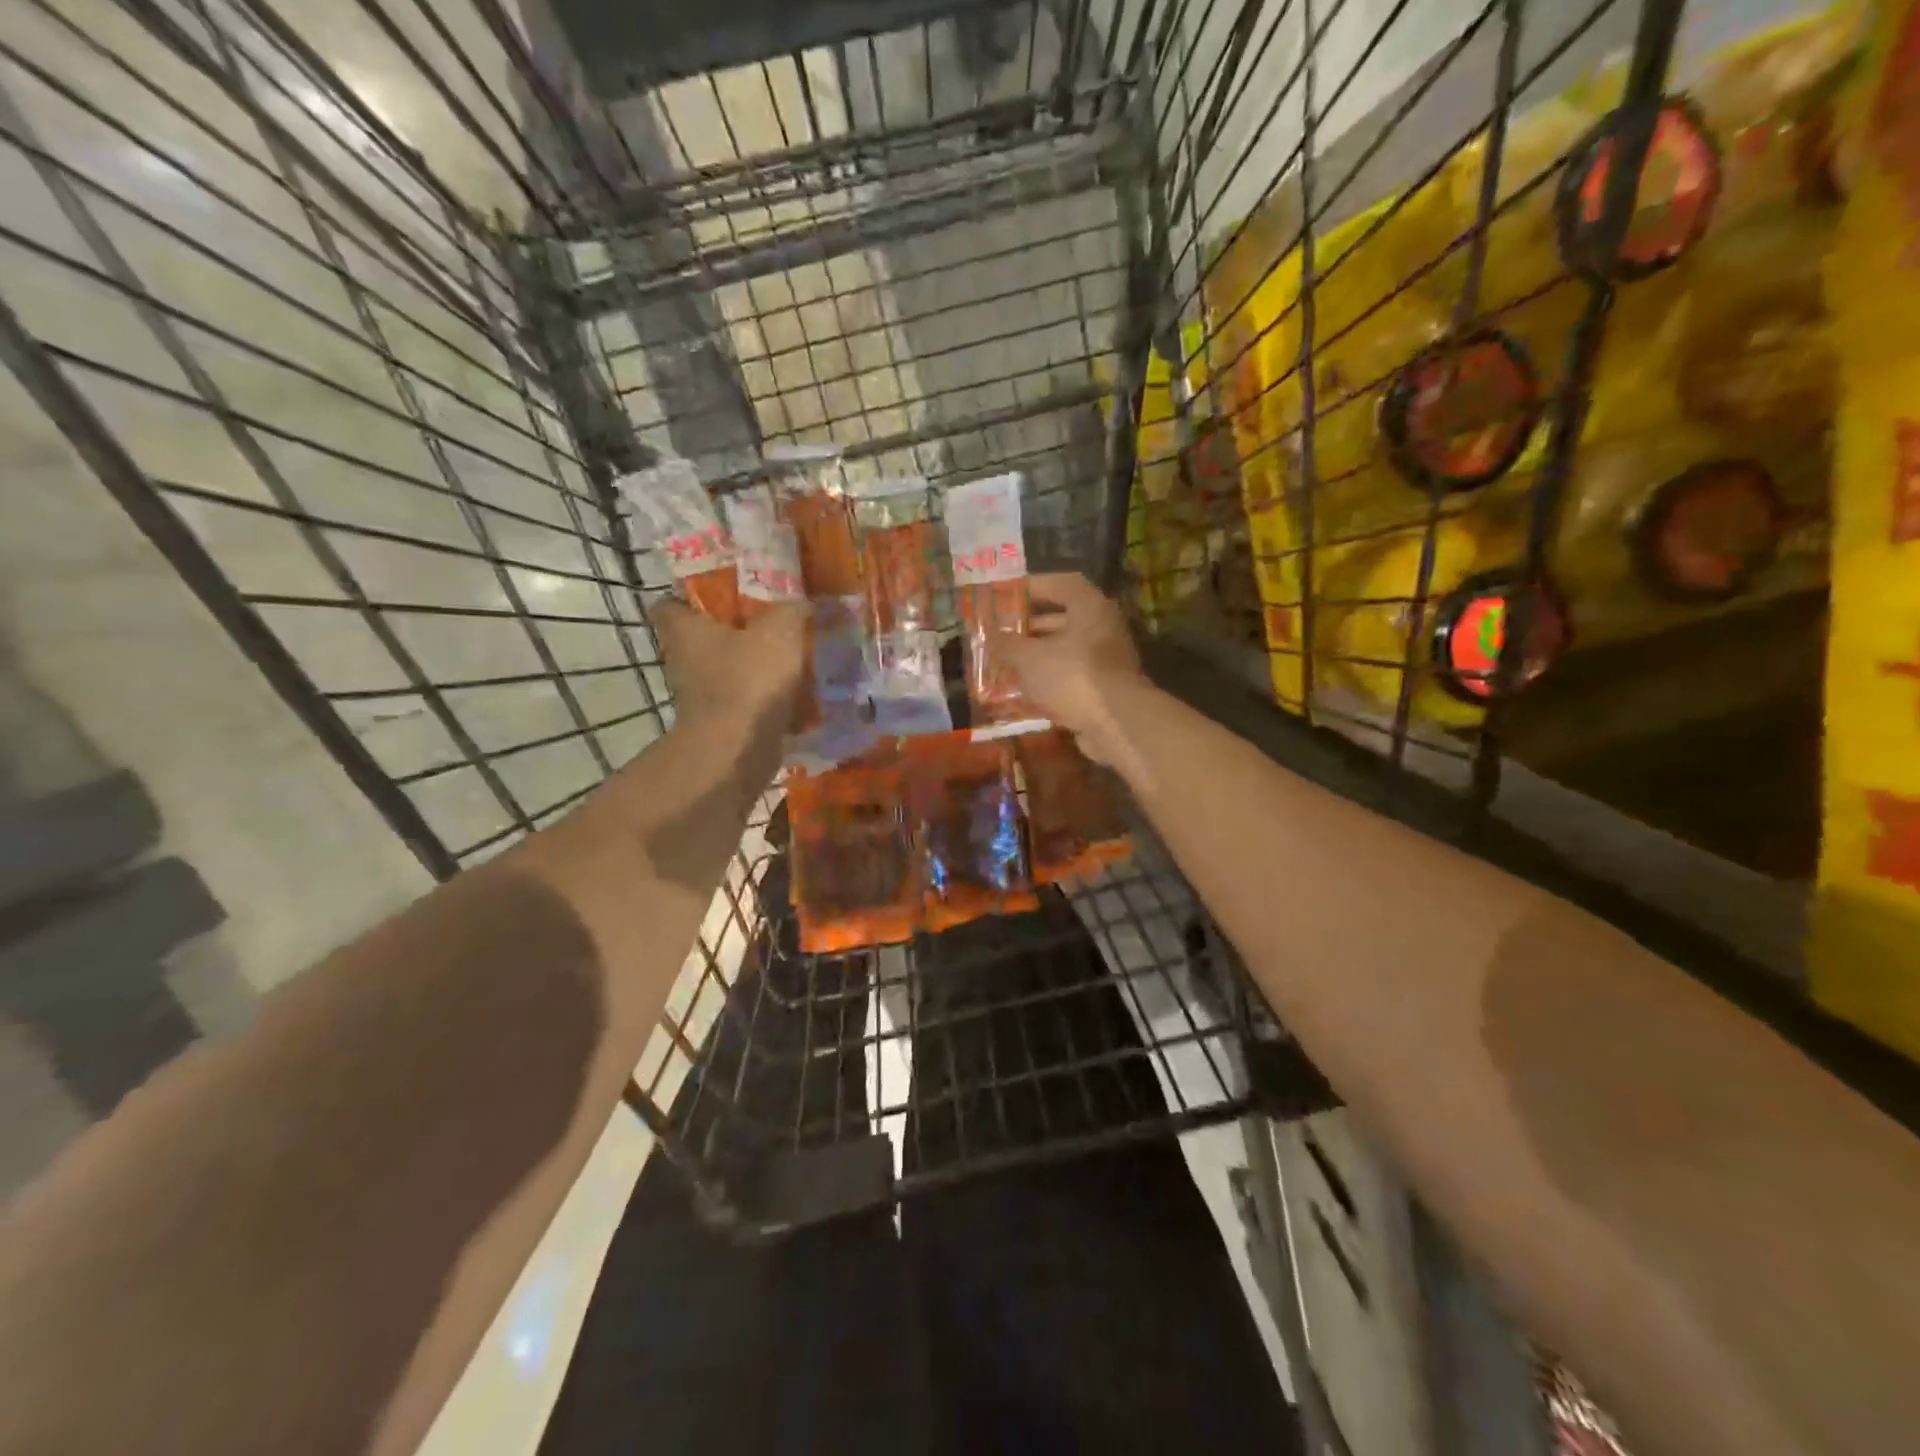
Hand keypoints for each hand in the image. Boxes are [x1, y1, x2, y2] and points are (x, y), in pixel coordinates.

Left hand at [651, 598, 806, 737]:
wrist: (738, 751)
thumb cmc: (748, 680)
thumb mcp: (780, 631)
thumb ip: (792, 610)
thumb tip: (802, 604)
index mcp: (685, 631)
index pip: (669, 604)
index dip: (692, 598)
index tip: (725, 596)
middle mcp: (683, 662)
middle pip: (704, 639)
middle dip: (735, 633)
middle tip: (771, 625)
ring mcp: (700, 697)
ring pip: (727, 673)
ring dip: (753, 668)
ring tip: (791, 660)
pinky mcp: (720, 724)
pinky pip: (744, 703)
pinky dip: (764, 700)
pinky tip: (796, 695)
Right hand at [1003, 573, 1145, 767]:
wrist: (1116, 724)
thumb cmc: (1073, 676)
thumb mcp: (1030, 658)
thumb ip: (1007, 644)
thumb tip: (990, 636)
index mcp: (1091, 608)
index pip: (1063, 584)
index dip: (1035, 586)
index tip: (1009, 594)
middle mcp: (1103, 629)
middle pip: (1063, 620)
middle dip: (1030, 628)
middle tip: (1002, 633)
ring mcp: (1106, 661)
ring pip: (1065, 652)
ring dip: (1036, 658)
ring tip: (1004, 664)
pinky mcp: (1104, 689)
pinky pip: (1070, 678)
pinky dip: (1048, 682)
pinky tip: (1022, 692)